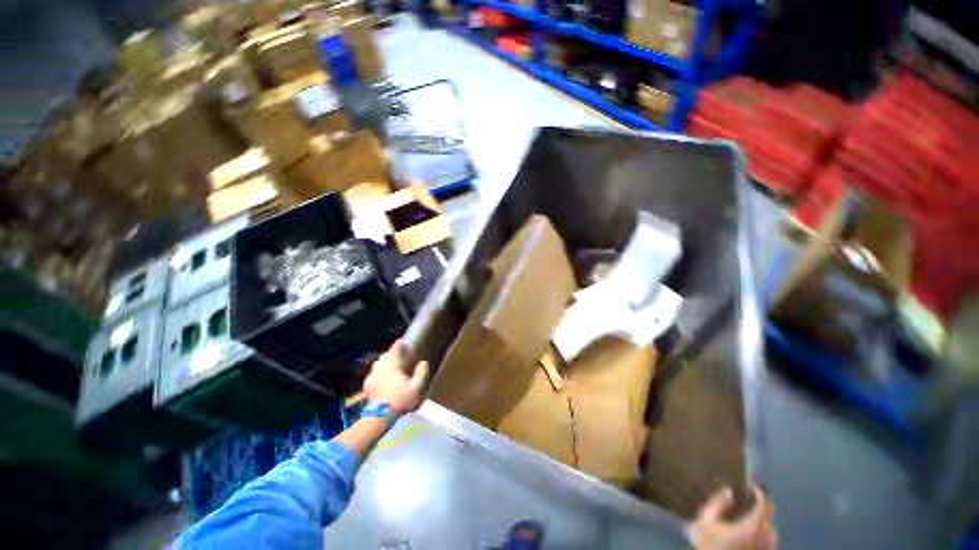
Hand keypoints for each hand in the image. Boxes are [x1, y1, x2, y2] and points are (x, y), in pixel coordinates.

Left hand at [362, 340, 429, 414]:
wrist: (379, 416)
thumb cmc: (400, 399)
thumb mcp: (417, 387)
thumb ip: (421, 373)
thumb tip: (423, 362)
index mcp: (393, 364)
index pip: (395, 348)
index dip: (400, 344)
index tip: (404, 343)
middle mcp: (381, 366)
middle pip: (386, 355)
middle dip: (393, 354)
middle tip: (400, 357)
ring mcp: (372, 375)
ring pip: (378, 363)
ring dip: (385, 362)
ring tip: (392, 367)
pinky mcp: (367, 384)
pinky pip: (373, 374)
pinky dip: (378, 373)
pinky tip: (382, 379)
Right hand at [689, 484, 776, 549]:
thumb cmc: (713, 547)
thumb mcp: (706, 522)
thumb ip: (717, 504)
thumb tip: (727, 491)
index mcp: (755, 525)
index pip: (765, 503)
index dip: (760, 492)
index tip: (751, 483)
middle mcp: (767, 537)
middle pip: (769, 517)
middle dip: (760, 508)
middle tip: (746, 502)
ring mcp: (767, 549)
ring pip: (769, 531)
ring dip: (760, 523)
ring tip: (746, 519)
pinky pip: (766, 542)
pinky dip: (760, 535)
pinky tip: (747, 536)